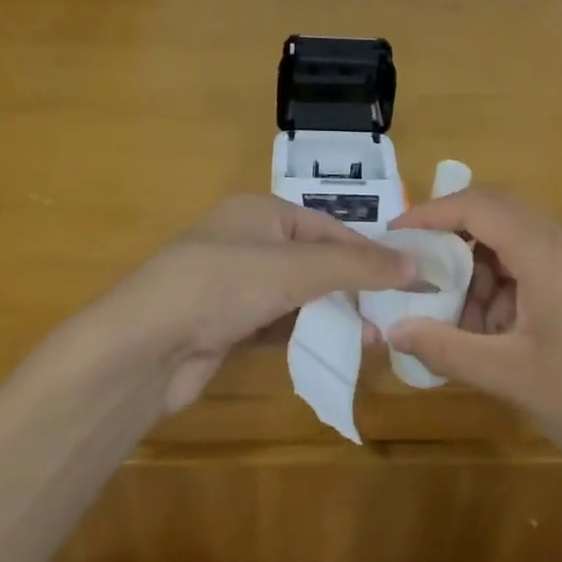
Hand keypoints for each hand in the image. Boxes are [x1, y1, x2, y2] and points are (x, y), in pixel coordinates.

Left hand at [99, 195, 416, 413]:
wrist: (144, 347)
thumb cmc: (223, 285)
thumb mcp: (295, 268)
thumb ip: (356, 267)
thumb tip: (416, 266)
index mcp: (261, 212)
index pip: (329, 229)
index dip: (371, 254)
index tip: (411, 279)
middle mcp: (249, 242)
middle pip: (316, 262)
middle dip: (354, 288)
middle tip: (394, 314)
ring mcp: (236, 285)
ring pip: (299, 296)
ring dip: (334, 314)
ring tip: (374, 338)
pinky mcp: (228, 325)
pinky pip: (279, 324)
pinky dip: (307, 334)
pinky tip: (336, 348)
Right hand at [387, 190, 561, 482]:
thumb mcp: (508, 375)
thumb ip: (445, 347)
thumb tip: (394, 330)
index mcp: (546, 250)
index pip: (477, 206)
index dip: (431, 213)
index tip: (395, 235)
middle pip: (497, 218)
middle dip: (453, 245)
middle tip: (420, 278)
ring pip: (517, 246)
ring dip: (482, 275)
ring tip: (461, 325)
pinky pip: (539, 267)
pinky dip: (509, 289)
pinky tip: (500, 334)